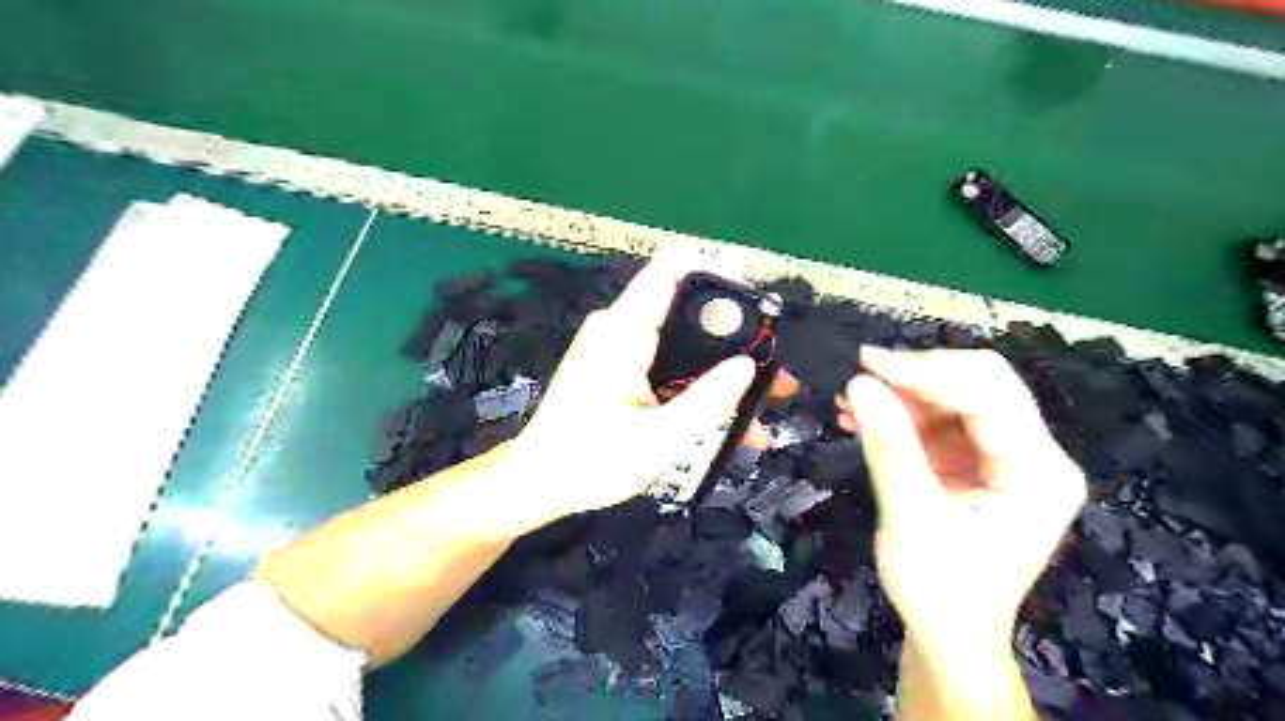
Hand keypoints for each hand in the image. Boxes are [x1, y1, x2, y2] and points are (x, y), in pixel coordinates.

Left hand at [512, 252, 794, 523]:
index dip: (720, 272)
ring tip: (768, 400)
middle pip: (688, 311)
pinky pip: (670, 366)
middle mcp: (621, 329)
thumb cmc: (589, 462)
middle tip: (776, 370)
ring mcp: (621, 350)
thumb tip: (747, 366)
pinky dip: (700, 386)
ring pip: (685, 344)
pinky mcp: (621, 370)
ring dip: (724, 369)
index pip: (672, 272)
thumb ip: (707, 401)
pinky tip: (732, 421)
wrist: (539, 483)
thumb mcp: (658, 440)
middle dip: (737, 337)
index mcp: (623, 333)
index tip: (762, 296)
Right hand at [846, 349, 1080, 646]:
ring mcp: (1007, 456)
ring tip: (851, 403)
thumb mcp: (911, 518)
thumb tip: (859, 384)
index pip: (988, 394)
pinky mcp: (979, 461)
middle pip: (980, 384)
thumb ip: (889, 447)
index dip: (926, 371)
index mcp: (1038, 471)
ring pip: (955, 396)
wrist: (949, 633)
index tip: (866, 364)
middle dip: (916, 377)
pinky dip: (901, 414)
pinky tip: (863, 418)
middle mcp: (1034, 454)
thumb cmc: (939, 587)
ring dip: (902, 394)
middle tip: (860, 378)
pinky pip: (940, 419)